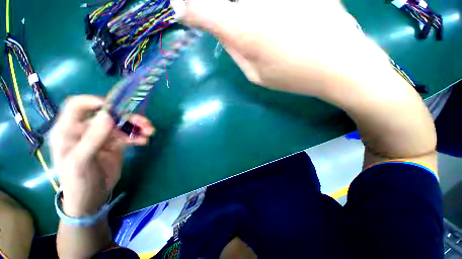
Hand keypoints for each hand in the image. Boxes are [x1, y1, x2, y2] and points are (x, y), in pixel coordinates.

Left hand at [50, 95, 154, 216]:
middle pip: (108, 115)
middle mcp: (86, 130)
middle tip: (144, 123)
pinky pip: (128, 135)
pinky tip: (144, 141)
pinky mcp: (114, 144)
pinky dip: (137, 136)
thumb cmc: (77, 181)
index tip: (114, 107)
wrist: (91, 198)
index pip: (77, 106)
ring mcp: (102, 137)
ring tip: (150, 131)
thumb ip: (92, 138)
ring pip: (121, 125)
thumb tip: (108, 116)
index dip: (93, 102)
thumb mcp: (80, 162)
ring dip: (137, 126)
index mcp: (68, 131)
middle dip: (127, 117)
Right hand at [182, 0, 390, 96]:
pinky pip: (262, 1)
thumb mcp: (255, 74)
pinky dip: (258, 9)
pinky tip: (266, 17)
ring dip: (238, 8)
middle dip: (214, 6)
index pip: (200, 8)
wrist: (339, 64)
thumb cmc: (293, 75)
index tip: (179, 8)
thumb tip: (220, 27)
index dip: (187, 7)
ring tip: (256, 33)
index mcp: (243, 27)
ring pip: (244, 0)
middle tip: (220, 20)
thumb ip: (234, 49)